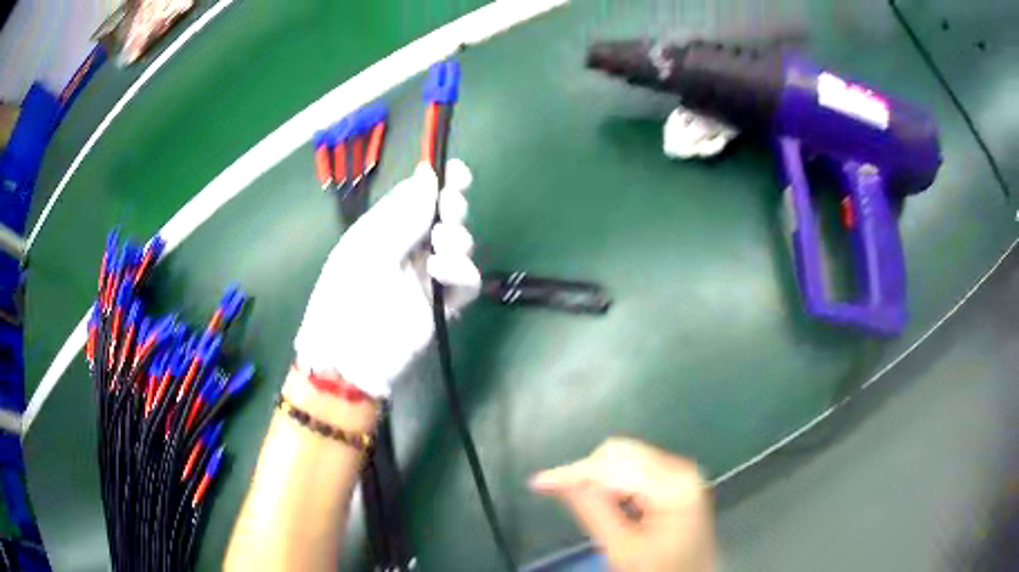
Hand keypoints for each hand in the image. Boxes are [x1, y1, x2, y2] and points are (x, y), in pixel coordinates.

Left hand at [293, 160, 479, 398]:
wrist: (347, 356)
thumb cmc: (345, 295)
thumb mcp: (368, 247)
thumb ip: (404, 213)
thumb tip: (429, 174)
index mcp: (384, 230)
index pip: (418, 198)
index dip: (438, 182)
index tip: (455, 170)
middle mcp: (409, 248)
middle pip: (444, 216)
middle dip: (453, 205)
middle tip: (449, 208)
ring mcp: (428, 276)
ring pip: (460, 244)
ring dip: (457, 237)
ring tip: (438, 248)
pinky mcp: (444, 305)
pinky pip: (467, 280)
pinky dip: (462, 271)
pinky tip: (442, 272)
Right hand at [531, 438, 714, 571]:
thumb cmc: (658, 569)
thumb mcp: (622, 547)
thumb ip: (593, 509)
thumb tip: (560, 481)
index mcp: (673, 485)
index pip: (614, 464)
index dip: (574, 472)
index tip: (540, 482)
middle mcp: (681, 468)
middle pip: (621, 453)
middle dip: (589, 473)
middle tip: (565, 496)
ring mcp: (681, 472)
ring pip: (627, 456)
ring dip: (600, 476)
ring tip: (588, 503)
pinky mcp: (676, 479)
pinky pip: (637, 467)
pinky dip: (615, 480)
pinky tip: (609, 501)